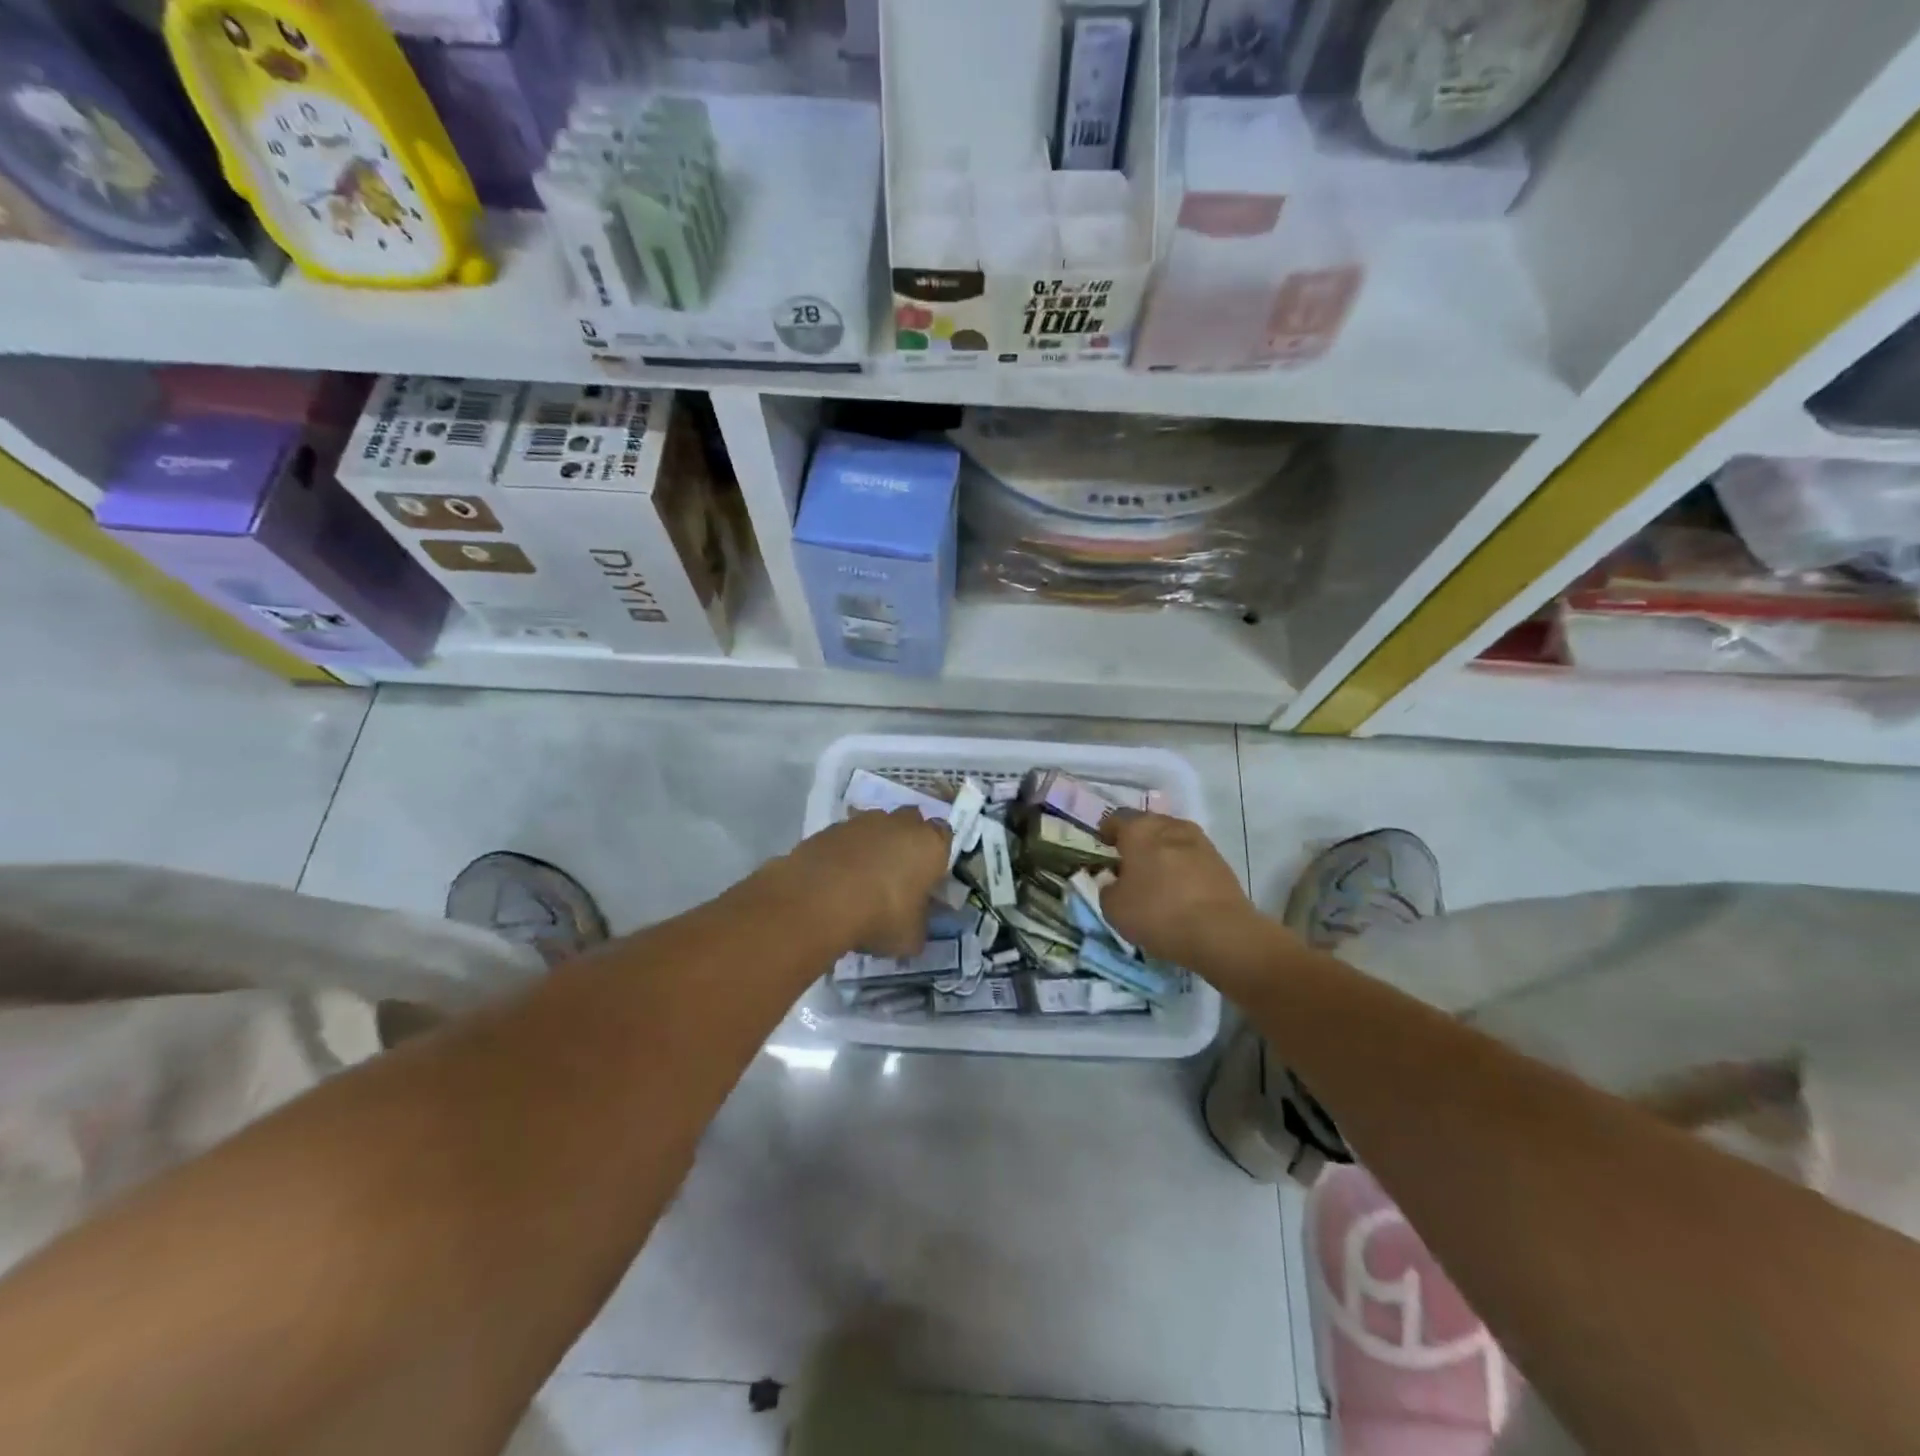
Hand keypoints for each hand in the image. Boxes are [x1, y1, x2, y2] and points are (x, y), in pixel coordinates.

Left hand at [781, 809, 951, 957]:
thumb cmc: (880, 916)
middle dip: (907, 840)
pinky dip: (845, 852)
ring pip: (876, 826)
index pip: (944, 836)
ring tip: (862, 878)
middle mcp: (900, 824)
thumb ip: (918, 925)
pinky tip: (836, 879)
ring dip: (874, 844)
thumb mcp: (911, 937)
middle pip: (911, 822)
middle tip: (898, 873)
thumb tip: (915, 925)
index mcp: (930, 845)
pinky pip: (846, 837)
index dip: (936, 855)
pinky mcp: (830, 828)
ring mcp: (862, 822)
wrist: (819, 900)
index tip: (928, 876)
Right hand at [1099, 810, 1257, 967]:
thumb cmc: (1157, 913)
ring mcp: (1199, 841)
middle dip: (1136, 842)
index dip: (1106, 834)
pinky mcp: (1220, 861)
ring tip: (1155, 879)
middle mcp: (1169, 825)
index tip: (1102, 850)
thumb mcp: (1113, 908)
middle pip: (1146, 826)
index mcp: (1139, 829)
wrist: (1221, 933)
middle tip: (1128, 866)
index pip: (1115, 819)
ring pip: (1171, 840)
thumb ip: (1107, 887)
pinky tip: (1178, 890)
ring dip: (1161, 854)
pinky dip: (1181, 868)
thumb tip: (1113, 881)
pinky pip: (1191, 857)